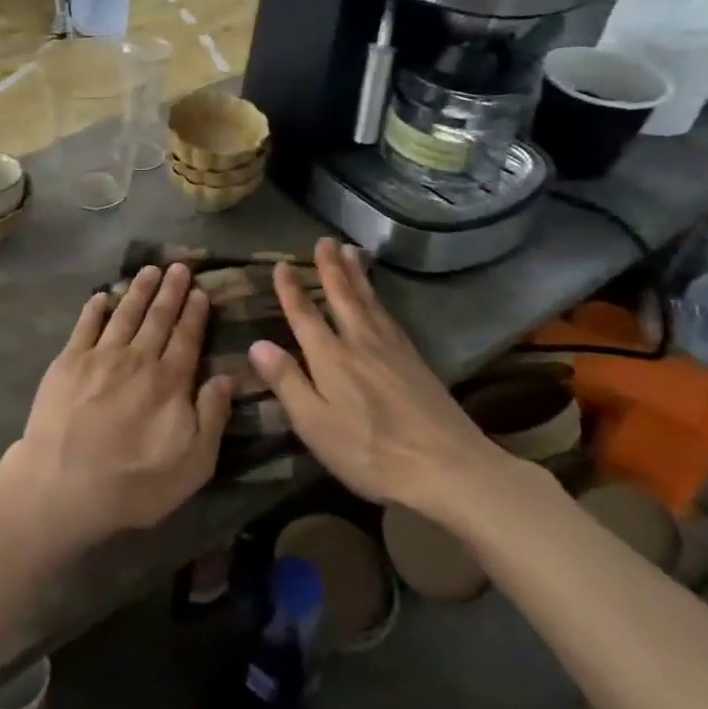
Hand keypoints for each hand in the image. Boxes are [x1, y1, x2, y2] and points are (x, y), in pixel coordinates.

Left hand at [0, 264, 232, 548]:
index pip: (187, 338)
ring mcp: (100, 356)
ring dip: (138, 289)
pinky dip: (94, 308)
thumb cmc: (134, 483)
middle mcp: (137, 359)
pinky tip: (101, 295)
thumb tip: (226, 378)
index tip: (200, 291)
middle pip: (158, 317)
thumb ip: (212, 417)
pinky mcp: (68, 361)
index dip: (195, 313)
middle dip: (171, 290)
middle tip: (179, 267)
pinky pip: (84, 325)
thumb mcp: (193, 464)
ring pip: (124, 313)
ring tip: (149, 269)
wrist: (64, 484)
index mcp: (169, 382)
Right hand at [247, 238, 499, 519]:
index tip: (282, 265)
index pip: (304, 315)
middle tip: (324, 240)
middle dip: (331, 268)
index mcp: (330, 358)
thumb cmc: (370, 452)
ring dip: (358, 275)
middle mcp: (360, 343)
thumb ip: (286, 381)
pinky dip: (380, 299)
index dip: (291, 290)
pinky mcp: (416, 362)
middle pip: (343, 297)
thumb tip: (256, 343)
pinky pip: (391, 316)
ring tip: (352, 251)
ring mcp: (393, 350)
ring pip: (370, 302)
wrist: (450, 468)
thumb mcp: (314, 424)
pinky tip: (380, 300)